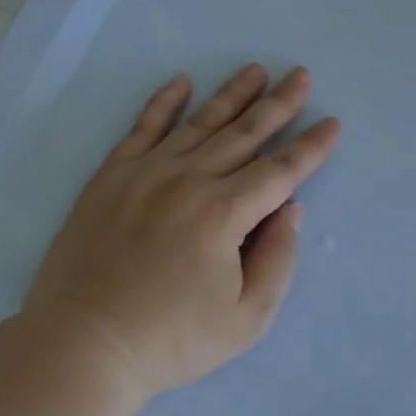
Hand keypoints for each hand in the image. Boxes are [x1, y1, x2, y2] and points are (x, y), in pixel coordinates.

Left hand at [22, 65, 340, 400]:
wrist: (83, 346)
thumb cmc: (173, 340)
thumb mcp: (247, 318)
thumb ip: (277, 260)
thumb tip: (289, 209)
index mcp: (224, 214)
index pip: (281, 171)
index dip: (311, 147)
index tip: (332, 123)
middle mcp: (188, 181)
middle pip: (244, 134)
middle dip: (278, 104)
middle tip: (300, 75)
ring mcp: (145, 175)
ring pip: (199, 124)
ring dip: (232, 95)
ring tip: (255, 70)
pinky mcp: (110, 179)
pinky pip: (141, 129)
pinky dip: (162, 103)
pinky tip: (181, 82)